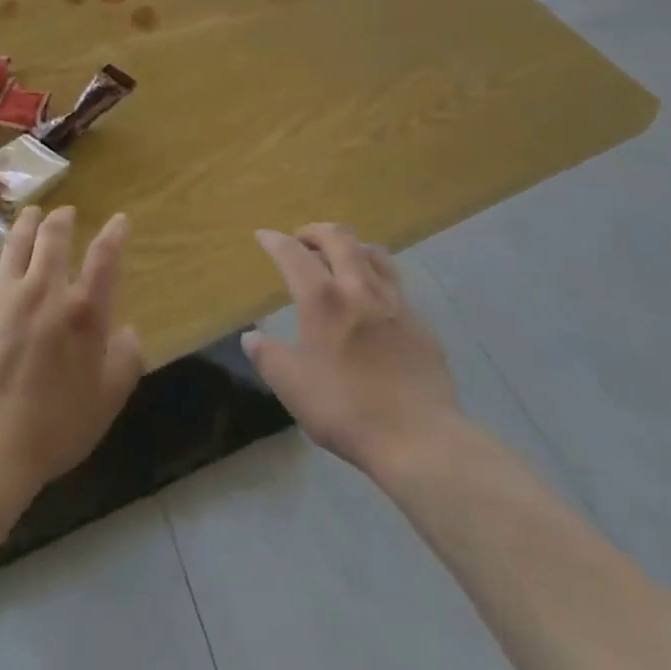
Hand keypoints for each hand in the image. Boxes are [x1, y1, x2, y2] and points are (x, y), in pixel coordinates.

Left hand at [0, 206, 144, 506]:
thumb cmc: (54, 429)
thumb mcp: (107, 400)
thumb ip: (126, 359)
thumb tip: (127, 331)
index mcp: (83, 312)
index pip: (105, 258)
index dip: (115, 233)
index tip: (120, 220)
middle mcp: (44, 291)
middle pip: (54, 237)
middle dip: (63, 219)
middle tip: (66, 213)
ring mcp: (2, 296)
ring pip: (16, 243)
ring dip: (27, 223)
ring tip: (31, 214)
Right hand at [243, 224, 460, 478]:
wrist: (420, 438)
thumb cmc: (347, 410)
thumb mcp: (294, 389)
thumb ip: (269, 358)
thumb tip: (250, 337)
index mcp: (323, 300)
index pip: (293, 254)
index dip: (275, 240)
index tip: (263, 235)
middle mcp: (359, 288)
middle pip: (339, 238)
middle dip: (315, 231)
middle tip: (302, 239)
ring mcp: (395, 301)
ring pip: (373, 252)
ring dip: (351, 246)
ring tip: (340, 258)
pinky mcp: (420, 320)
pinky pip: (395, 282)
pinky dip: (376, 276)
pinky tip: (373, 298)